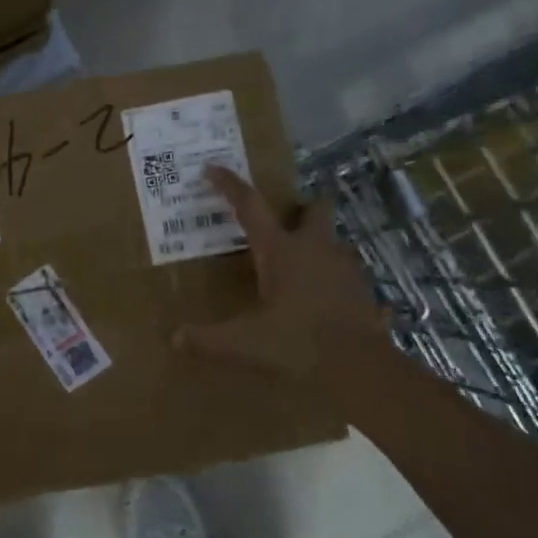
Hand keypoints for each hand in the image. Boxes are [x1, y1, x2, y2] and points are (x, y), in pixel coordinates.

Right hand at [174, 166, 391, 378]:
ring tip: (300, 265)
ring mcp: (345, 267)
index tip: (213, 168)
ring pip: (334, 241)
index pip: (250, 206)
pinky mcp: (363, 290)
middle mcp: (315, 249)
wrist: (361, 368)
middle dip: (302, 207)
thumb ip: (208, 339)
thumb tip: (174, 338)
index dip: (230, 185)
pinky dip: (334, 279)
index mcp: (281, 251)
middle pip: (315, 209)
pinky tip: (322, 300)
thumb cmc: (297, 343)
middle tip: (285, 219)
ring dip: (319, 245)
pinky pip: (346, 274)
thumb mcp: (245, 343)